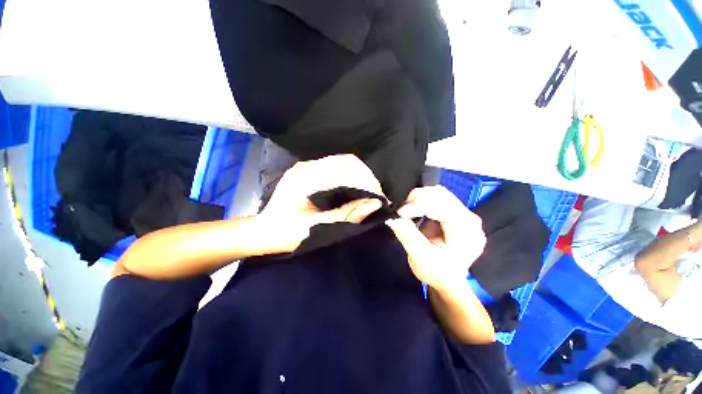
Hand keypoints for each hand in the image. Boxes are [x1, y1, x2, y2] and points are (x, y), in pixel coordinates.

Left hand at [256, 154, 385, 253]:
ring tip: (367, 194)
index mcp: (308, 177)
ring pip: (343, 163)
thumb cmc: (286, 233)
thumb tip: (375, 204)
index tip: (378, 197)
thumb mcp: (318, 227)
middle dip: (366, 177)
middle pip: (347, 161)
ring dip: (359, 177)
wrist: (263, 232)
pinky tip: (353, 191)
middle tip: (375, 196)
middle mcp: (308, 166)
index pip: (348, 167)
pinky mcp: (307, 173)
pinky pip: (335, 169)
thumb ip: (347, 215)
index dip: (367, 180)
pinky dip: (349, 178)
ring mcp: (307, 167)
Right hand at [386, 186, 485, 290]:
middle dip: (418, 199)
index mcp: (466, 233)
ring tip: (407, 210)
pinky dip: (423, 199)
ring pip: (439, 193)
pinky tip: (415, 209)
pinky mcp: (457, 212)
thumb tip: (392, 218)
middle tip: (402, 211)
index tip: (400, 213)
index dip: (419, 205)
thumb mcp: (420, 258)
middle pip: (442, 196)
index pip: (443, 208)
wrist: (449, 280)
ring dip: (419, 197)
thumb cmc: (437, 273)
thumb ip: (407, 236)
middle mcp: (470, 219)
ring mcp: (465, 214)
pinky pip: (438, 197)